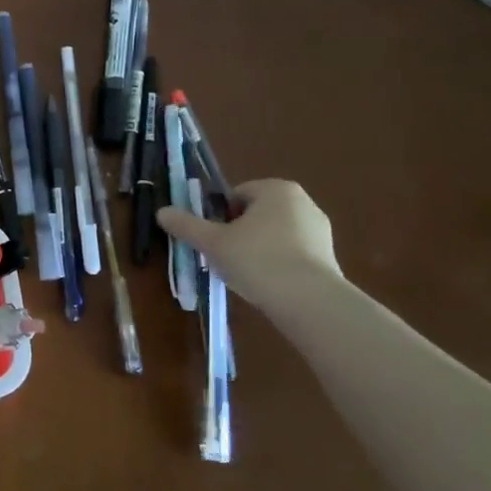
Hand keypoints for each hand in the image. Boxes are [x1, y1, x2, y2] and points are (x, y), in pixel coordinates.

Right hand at [156, 178, 341, 304]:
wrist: (310, 302)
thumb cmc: (257, 260)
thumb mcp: (213, 242)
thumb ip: (186, 225)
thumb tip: (161, 212)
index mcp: (275, 189)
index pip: (236, 195)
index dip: (219, 217)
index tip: (214, 241)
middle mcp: (302, 202)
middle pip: (256, 214)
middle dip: (239, 233)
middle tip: (226, 258)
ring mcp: (320, 230)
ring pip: (275, 235)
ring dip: (259, 250)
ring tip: (247, 275)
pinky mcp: (329, 257)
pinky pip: (293, 254)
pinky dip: (279, 265)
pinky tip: (269, 285)